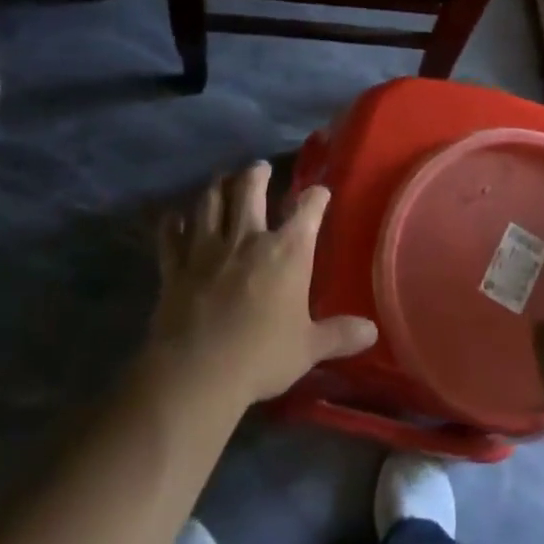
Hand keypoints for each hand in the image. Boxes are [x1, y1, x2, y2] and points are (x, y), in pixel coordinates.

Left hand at [149, 163, 377, 405]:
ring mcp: (206, 249)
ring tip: (221, 179)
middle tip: (260, 169)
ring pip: (209, 202)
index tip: (320, 192)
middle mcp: (247, 238)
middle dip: (257, 174)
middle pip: (249, 189)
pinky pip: (171, 236)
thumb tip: (372, 331)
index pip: (308, 210)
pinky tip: (174, 218)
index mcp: (287, 252)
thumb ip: (340, 335)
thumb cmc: (261, 357)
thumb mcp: (309, 348)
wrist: (196, 374)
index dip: (316, 197)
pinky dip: (172, 223)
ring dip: (217, 187)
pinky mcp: (175, 268)